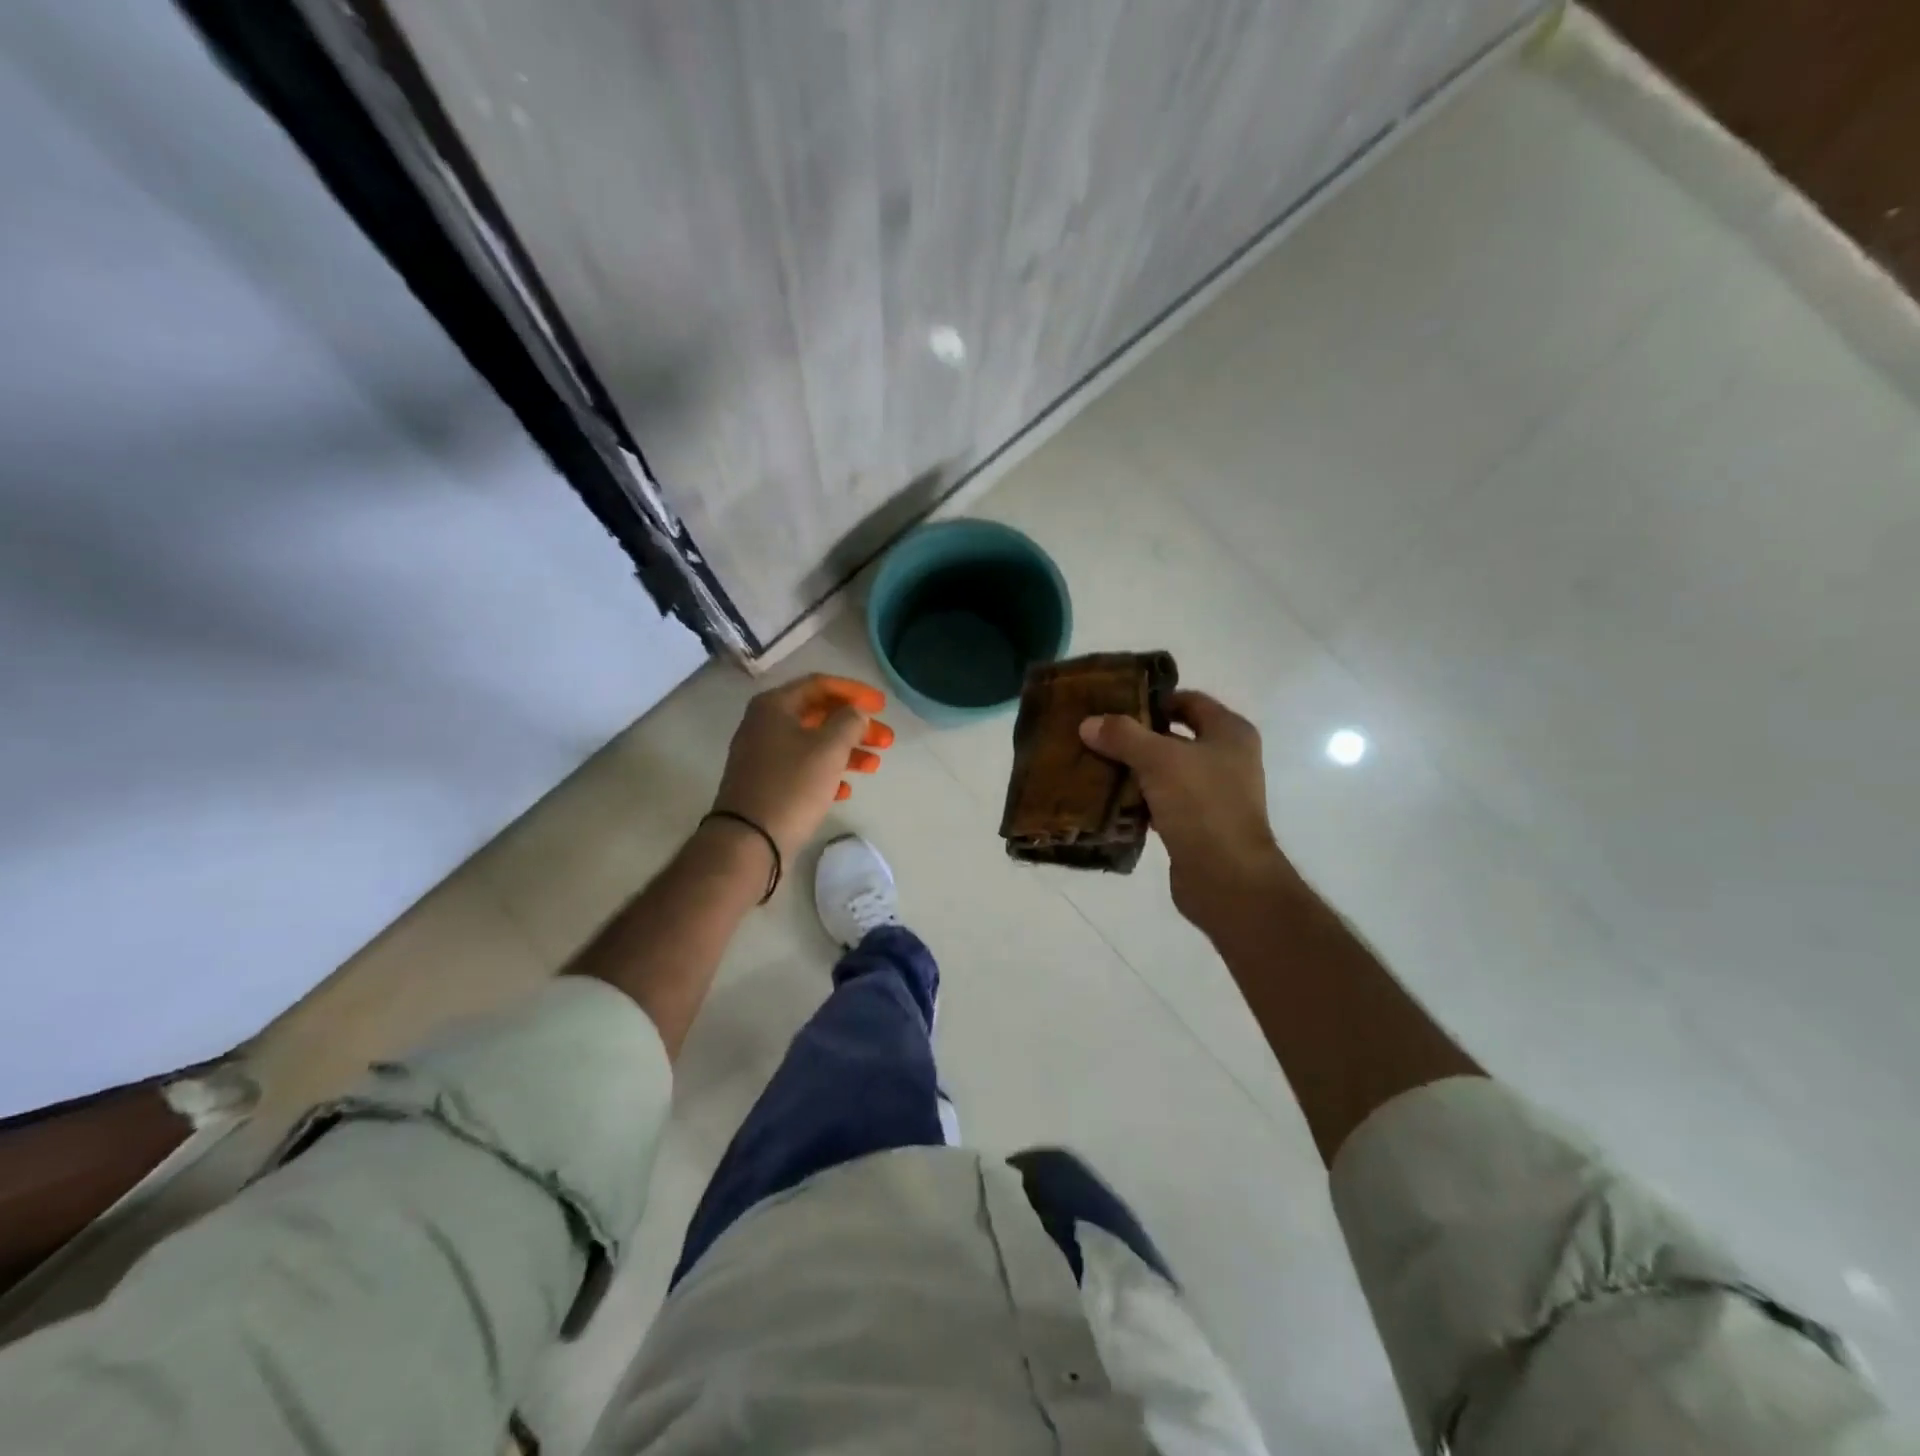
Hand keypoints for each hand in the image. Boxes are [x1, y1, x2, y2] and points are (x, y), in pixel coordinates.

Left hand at [711, 674, 893, 866]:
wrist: (748, 840)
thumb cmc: (792, 785)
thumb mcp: (828, 748)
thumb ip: (849, 721)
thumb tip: (855, 713)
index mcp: (775, 706)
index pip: (820, 685)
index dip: (855, 692)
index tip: (882, 705)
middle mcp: (765, 725)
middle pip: (819, 715)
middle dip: (855, 726)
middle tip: (886, 740)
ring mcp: (763, 756)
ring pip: (813, 744)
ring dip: (846, 751)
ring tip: (874, 765)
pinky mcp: (766, 784)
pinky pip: (802, 770)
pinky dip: (827, 774)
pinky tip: (846, 790)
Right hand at [1080, 690, 1290, 932]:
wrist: (1227, 878)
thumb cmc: (1202, 805)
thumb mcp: (1159, 760)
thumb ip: (1123, 737)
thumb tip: (1088, 723)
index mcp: (1230, 733)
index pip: (1188, 701)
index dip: (1154, 699)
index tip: (1114, 704)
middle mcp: (1226, 759)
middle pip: (1174, 737)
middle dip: (1136, 737)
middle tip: (1096, 735)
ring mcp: (1214, 795)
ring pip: (1165, 773)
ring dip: (1134, 771)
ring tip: (1094, 766)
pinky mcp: (1197, 826)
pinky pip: (1162, 803)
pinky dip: (1138, 801)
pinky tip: (1108, 802)